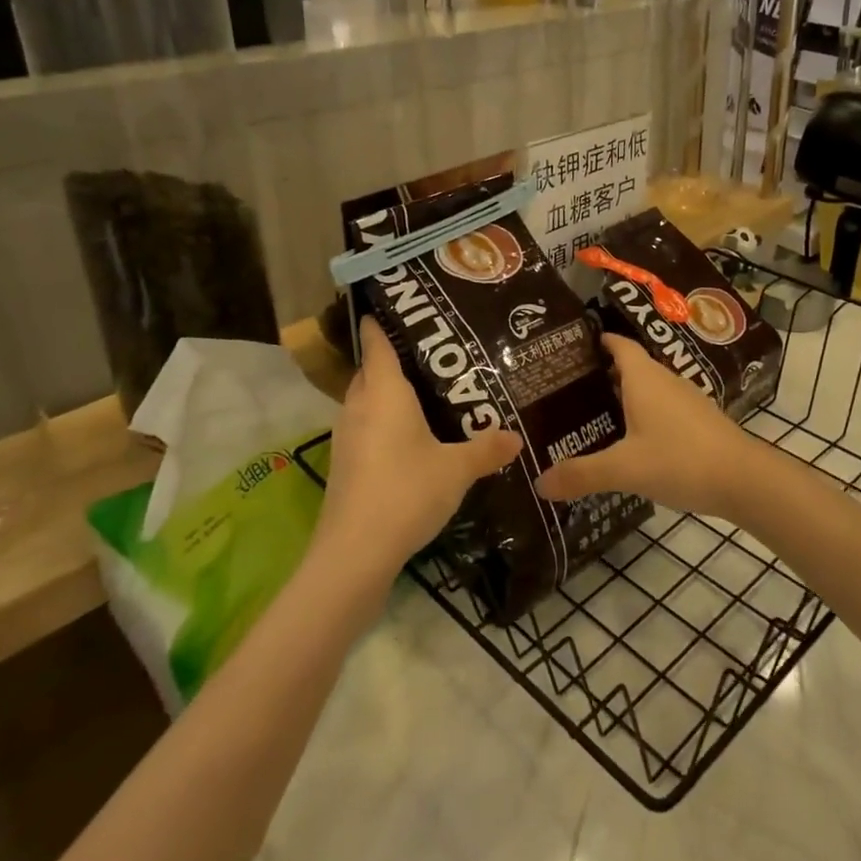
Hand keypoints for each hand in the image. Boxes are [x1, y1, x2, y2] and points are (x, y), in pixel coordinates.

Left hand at [316, 317, 520, 581]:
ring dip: (383, 395)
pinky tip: (406, 439)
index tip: (388, 307)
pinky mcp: (344, 465)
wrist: (355, 552)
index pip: (377, 346)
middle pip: (369, 372)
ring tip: (420, 394)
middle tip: (426, 355)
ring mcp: (346, 437)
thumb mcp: (456, 469)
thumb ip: (486, 449)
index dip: (380, 325)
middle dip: (388, 360)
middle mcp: (360, 407)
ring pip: (363, 401)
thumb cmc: (407, 491)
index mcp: (385, 394)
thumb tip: (516, 437)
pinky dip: (380, 423)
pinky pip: (363, 428)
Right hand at [534, 334, 758, 520]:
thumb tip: (539, 484)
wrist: (744, 480)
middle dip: (602, 372)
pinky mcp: (699, 421)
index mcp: (644, 378)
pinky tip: (632, 439)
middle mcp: (665, 380)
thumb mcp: (624, 469)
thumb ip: (582, 474)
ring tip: (594, 412)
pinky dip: (643, 414)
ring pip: (648, 388)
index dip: (597, 340)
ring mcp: (685, 399)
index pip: (618, 344)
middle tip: (569, 387)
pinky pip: (662, 407)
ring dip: (624, 395)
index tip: (571, 346)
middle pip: (630, 366)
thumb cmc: (680, 460)